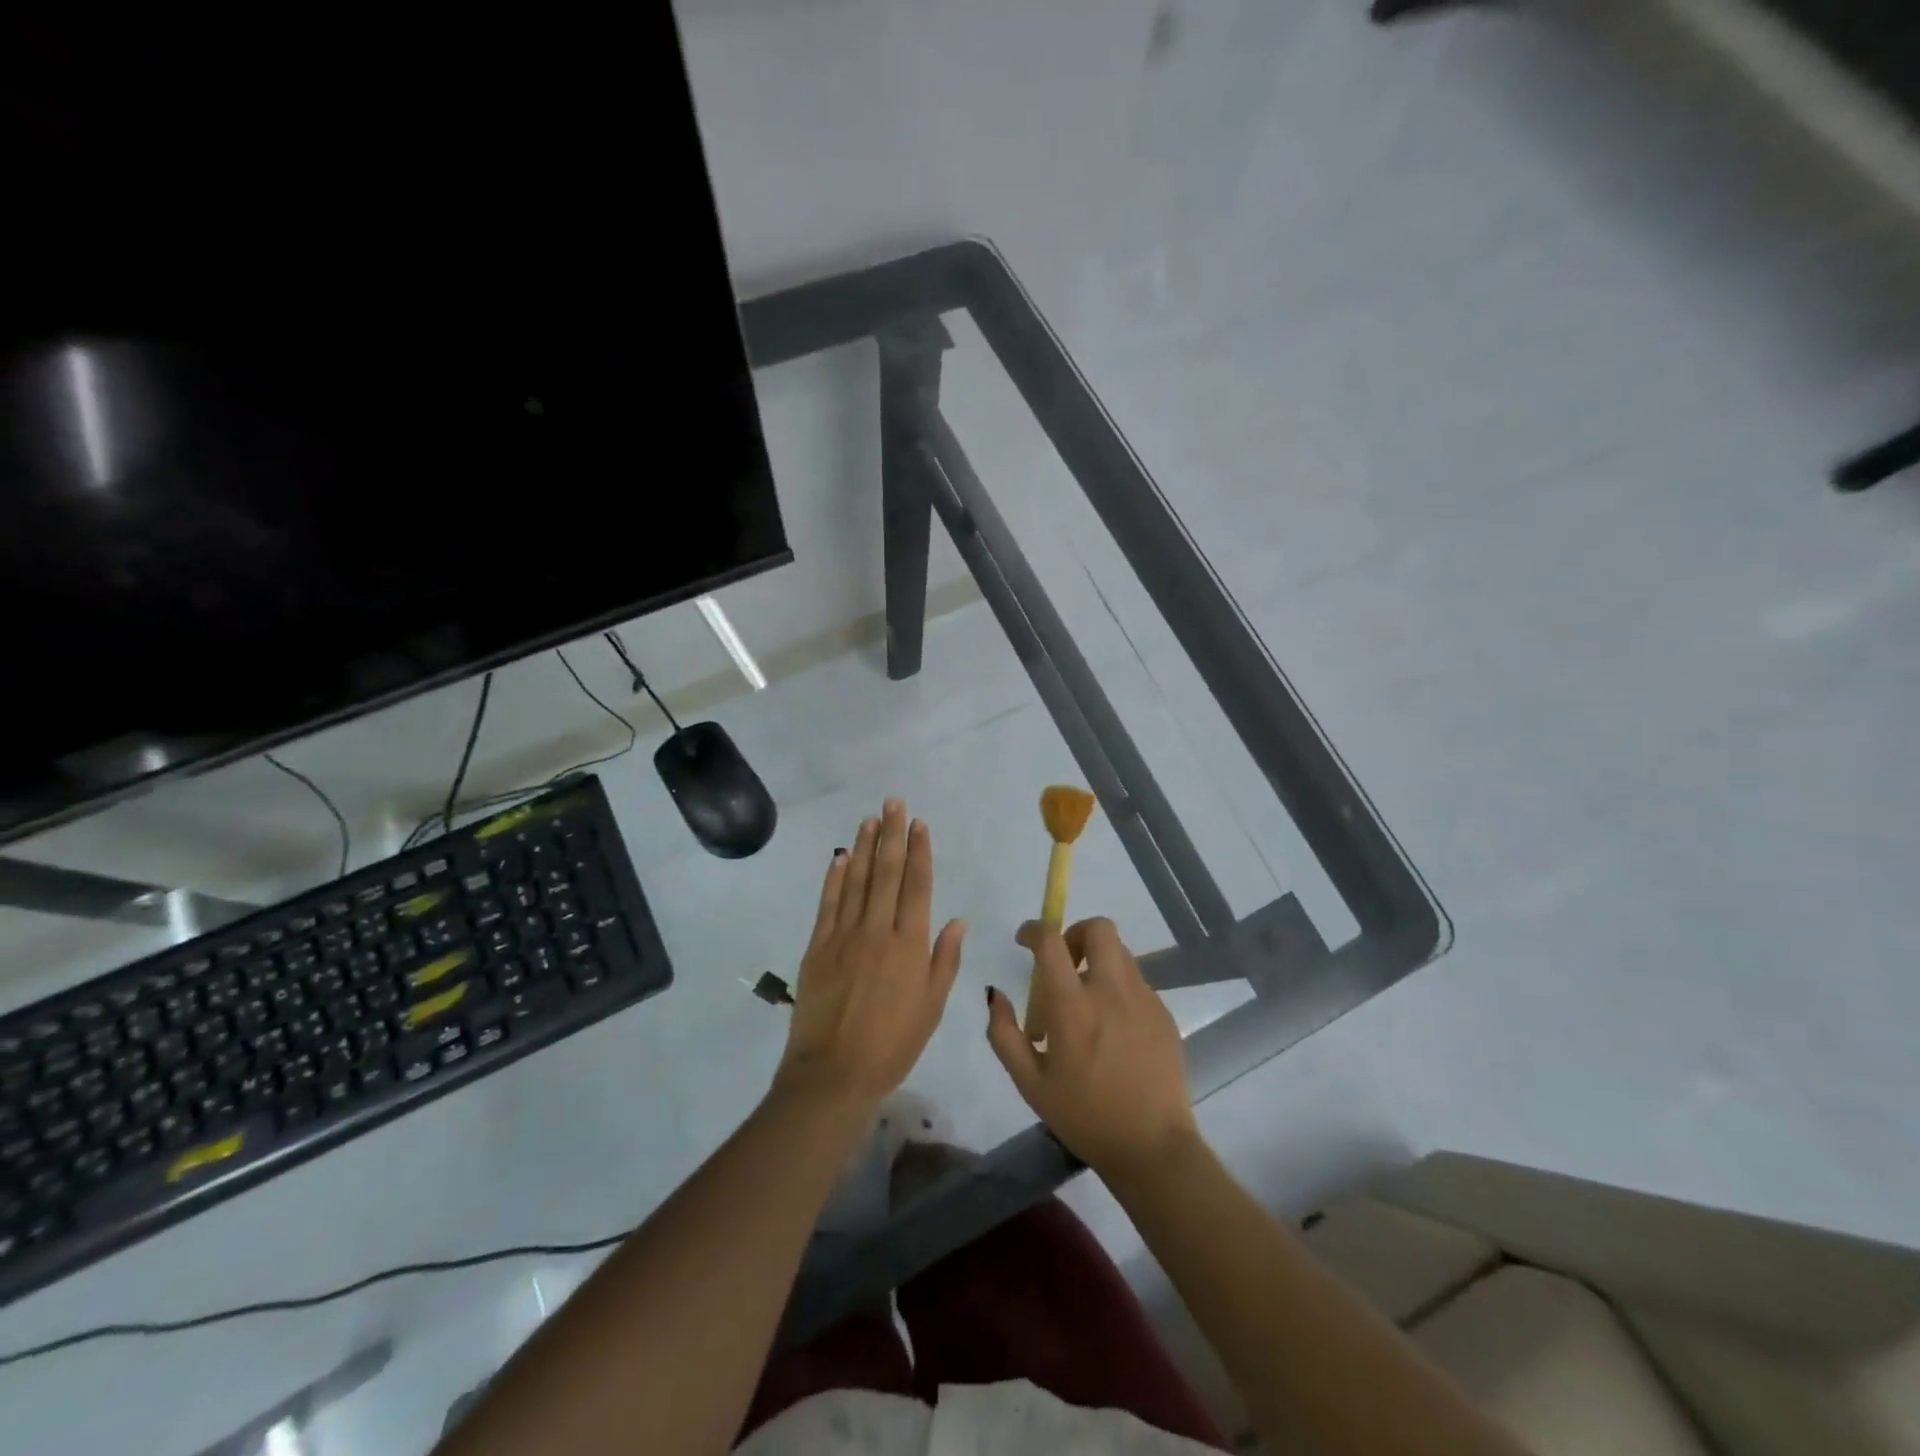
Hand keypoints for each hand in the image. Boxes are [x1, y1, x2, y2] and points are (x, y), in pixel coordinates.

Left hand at [773, 799, 967, 1115]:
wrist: (834, 1072)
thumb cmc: (893, 1044)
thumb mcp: (932, 1006)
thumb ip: (945, 959)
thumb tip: (958, 919)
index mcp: (910, 944)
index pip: (917, 886)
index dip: (919, 851)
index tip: (919, 823)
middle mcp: (878, 930)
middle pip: (887, 873)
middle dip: (892, 834)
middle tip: (893, 802)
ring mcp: (844, 935)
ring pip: (856, 880)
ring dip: (864, 847)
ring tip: (869, 818)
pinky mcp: (817, 946)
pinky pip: (827, 903)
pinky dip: (834, 878)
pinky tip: (839, 857)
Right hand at [987, 917, 1197, 1178]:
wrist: (1152, 1147)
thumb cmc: (1084, 1116)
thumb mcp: (1029, 1082)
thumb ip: (1004, 1033)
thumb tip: (995, 994)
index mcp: (1073, 1007)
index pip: (1051, 941)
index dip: (1034, 930)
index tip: (1025, 940)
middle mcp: (1111, 991)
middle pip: (1099, 928)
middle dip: (1076, 933)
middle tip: (1064, 964)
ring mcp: (1143, 999)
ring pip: (1120, 954)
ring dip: (1097, 962)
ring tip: (1087, 1003)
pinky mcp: (1163, 1013)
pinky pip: (1137, 982)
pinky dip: (1118, 988)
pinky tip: (1112, 1029)